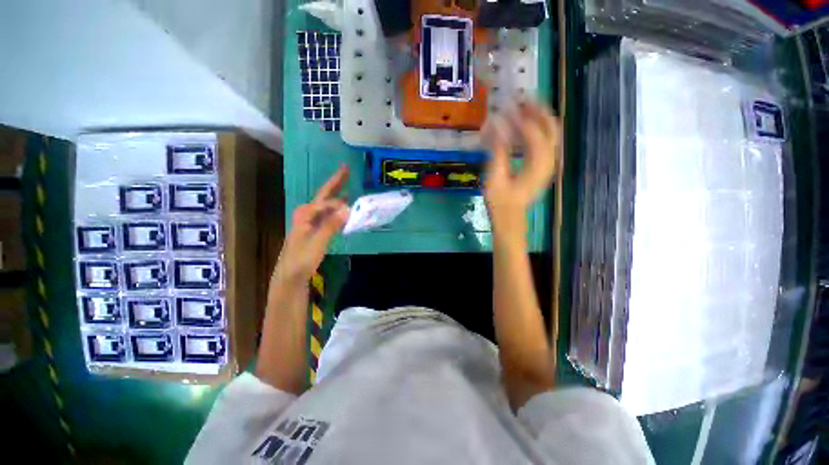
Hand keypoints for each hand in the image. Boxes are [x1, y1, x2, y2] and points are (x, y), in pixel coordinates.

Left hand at [272, 165, 349, 283]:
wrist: (291, 275)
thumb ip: (331, 224)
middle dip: (335, 182)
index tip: (353, 206)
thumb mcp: (317, 242)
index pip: (325, 201)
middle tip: (346, 169)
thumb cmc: (302, 259)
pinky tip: (344, 209)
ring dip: (337, 194)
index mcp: (305, 214)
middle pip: (324, 195)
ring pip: (326, 204)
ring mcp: (311, 221)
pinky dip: (337, 208)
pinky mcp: (316, 229)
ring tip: (348, 186)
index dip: (339, 202)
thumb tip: (347, 208)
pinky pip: (329, 214)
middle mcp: (307, 214)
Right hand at [483, 101, 560, 240]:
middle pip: (551, 128)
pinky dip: (536, 129)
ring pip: (551, 133)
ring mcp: (548, 163)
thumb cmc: (500, 201)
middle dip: (538, 110)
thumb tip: (496, 124)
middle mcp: (549, 162)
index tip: (507, 108)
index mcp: (537, 166)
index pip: (534, 135)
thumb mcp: (495, 177)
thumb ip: (498, 150)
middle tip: (522, 98)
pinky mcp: (543, 166)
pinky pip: (545, 141)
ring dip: (539, 117)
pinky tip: (523, 126)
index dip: (521, 120)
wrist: (510, 219)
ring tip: (523, 107)